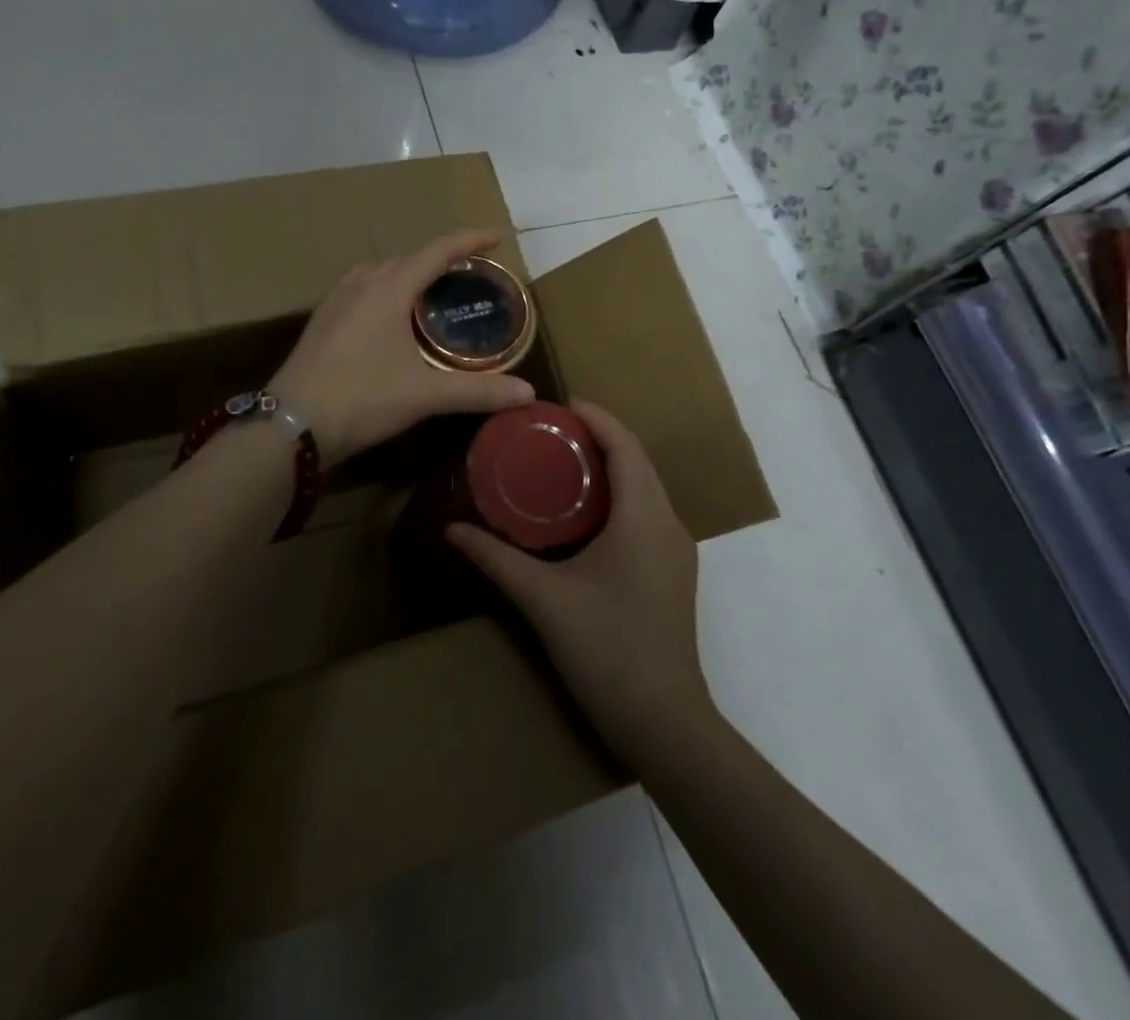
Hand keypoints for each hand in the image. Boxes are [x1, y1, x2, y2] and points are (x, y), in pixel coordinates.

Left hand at [272, 230, 535, 464]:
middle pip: (408, 258)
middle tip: (468, 274)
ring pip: (378, 271)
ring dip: (407, 273)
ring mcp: (335, 302)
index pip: (438, 251)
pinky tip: (385, 318)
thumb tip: (528, 392)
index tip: (499, 238)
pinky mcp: (320, 322)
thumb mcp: (425, 395)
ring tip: (428, 291)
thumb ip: (479, 392)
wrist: (291, 424)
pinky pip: (358, 289)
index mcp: (389, 290)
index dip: (471, 241)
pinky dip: (382, 290)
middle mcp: (360, 285)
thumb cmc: (362, 400)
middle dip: (441, 259)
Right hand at [447, 401, 713, 761]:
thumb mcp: (543, 600)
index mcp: (644, 517)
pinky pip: (646, 513)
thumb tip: (453, 528)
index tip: (556, 405)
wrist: (665, 724)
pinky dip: (617, 496)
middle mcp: (668, 523)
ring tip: (559, 462)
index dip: (595, 417)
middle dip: (597, 437)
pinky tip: (582, 513)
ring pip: (644, 487)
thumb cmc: (607, 650)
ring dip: (608, 467)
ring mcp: (676, 550)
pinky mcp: (672, 572)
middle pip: (636, 461)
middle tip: (547, 432)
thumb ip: (496, 559)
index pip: (625, 445)